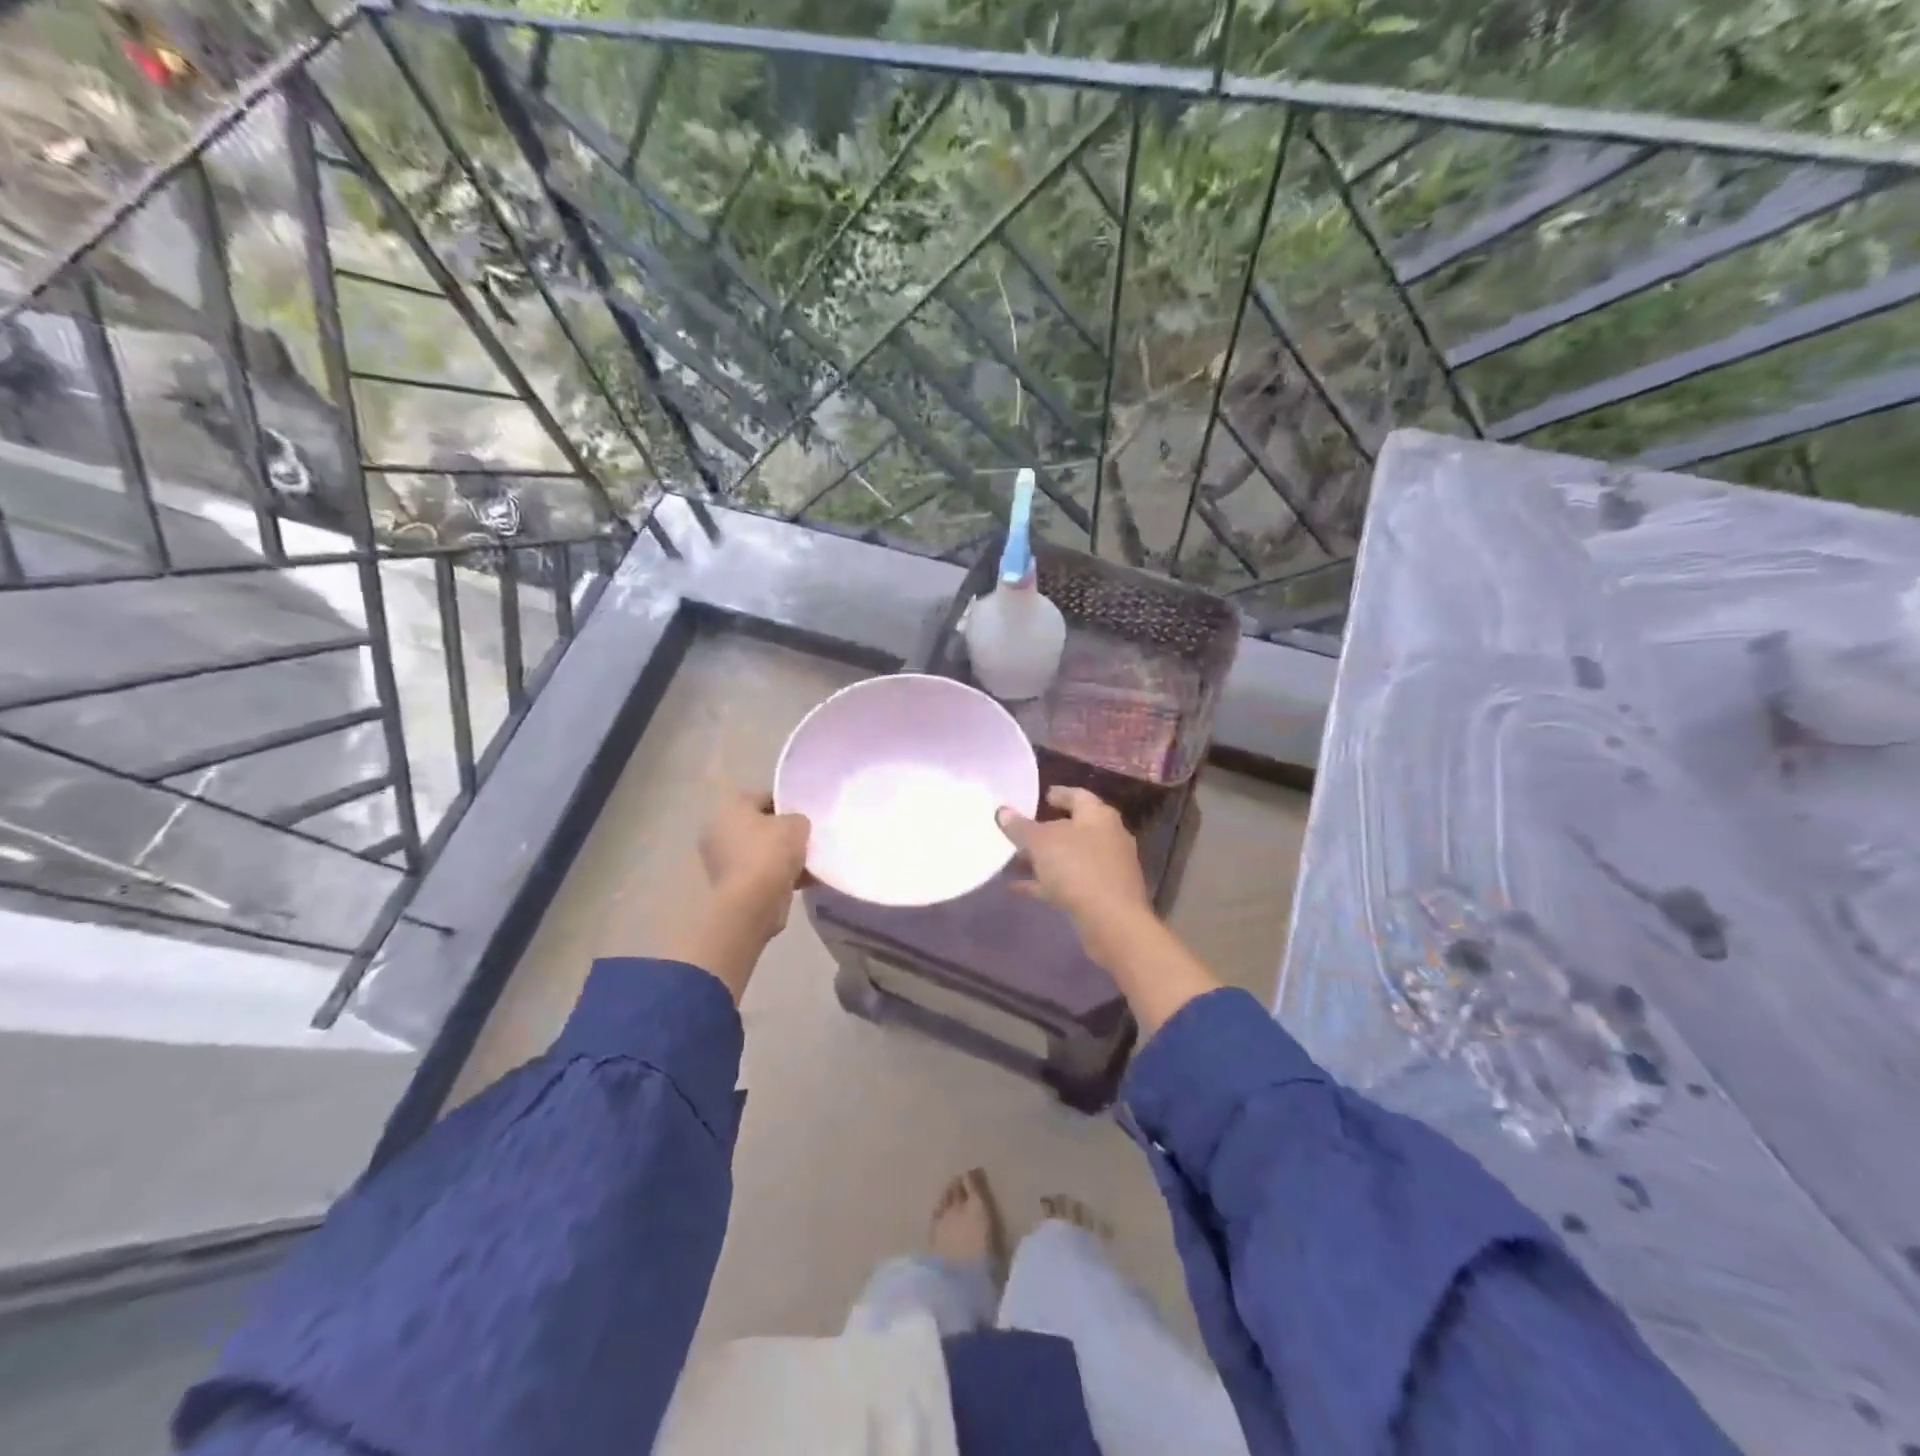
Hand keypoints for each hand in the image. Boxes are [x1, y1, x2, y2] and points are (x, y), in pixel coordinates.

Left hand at [698, 788, 810, 940]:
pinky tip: (801, 881)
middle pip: (759, 826)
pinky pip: (758, 873)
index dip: (787, 804)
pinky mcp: (729, 886)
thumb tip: (795, 827)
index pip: (763, 797)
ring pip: (759, 852)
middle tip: (806, 839)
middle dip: (782, 833)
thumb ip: (798, 819)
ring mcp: (721, 860)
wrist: (752, 902)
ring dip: (781, 857)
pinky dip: (776, 876)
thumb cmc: (770, 852)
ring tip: (807, 863)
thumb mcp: (796, 825)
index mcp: (729, 807)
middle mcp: (718, 830)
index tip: (805, 816)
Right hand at [996, 787, 1152, 962]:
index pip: (1078, 795)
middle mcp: (1108, 836)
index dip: (1059, 794)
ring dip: (1045, 859)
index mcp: (1098, 816)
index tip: (1043, 796)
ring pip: (1071, 857)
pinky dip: (1048, 882)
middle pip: (1074, 827)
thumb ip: (1020, 826)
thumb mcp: (1041, 843)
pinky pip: (1071, 881)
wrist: (1112, 921)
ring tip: (1015, 860)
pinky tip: (1020, 888)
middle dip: (1047, 830)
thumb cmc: (1077, 868)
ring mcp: (1108, 867)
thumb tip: (1002, 811)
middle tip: (1023, 831)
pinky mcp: (1103, 894)